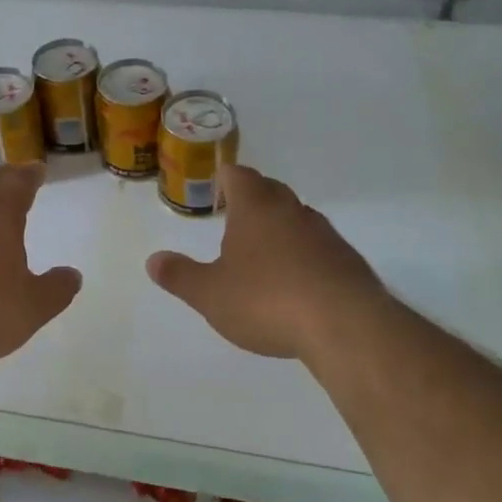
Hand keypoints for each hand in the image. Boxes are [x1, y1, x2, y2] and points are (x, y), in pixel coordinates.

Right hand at [146, 165, 389, 361]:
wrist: (345, 326)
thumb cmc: (267, 300)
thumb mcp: (211, 294)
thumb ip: (180, 276)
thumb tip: (152, 260)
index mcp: (256, 208)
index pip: (239, 175)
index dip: (225, 177)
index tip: (217, 187)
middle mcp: (292, 211)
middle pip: (271, 190)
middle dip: (253, 198)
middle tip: (235, 216)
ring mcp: (325, 234)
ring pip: (297, 218)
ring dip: (280, 227)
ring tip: (264, 252)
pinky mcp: (348, 261)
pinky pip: (319, 247)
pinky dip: (304, 255)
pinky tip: (297, 282)